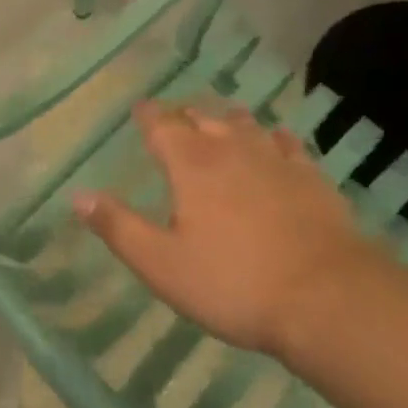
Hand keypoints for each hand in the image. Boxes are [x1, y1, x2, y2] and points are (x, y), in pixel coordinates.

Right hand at [72, 101, 373, 359]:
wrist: (329, 299)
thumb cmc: (233, 283)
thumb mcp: (161, 264)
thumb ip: (118, 227)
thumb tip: (78, 195)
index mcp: (191, 165)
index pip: (161, 126)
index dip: (149, 115)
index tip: (140, 108)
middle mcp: (231, 150)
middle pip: (204, 118)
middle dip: (185, 114)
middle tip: (176, 116)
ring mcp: (276, 161)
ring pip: (246, 125)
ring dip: (227, 119)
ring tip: (220, 117)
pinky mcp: (312, 179)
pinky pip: (288, 144)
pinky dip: (274, 137)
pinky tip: (276, 138)